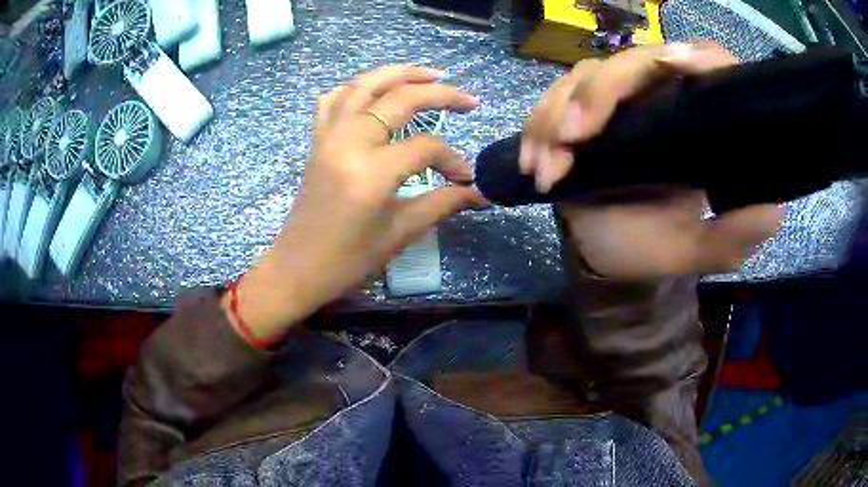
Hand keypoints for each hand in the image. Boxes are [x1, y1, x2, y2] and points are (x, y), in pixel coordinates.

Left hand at [223, 65, 484, 340]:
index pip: (426, 148)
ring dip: (399, 73)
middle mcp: (349, 142)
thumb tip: (480, 193)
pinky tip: (374, 91)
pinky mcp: (317, 141)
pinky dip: (356, 87)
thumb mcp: (399, 233)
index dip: (453, 160)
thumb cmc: (348, 260)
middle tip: (468, 100)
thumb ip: (442, 203)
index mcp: (371, 172)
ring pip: (364, 85)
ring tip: (430, 74)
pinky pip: (333, 99)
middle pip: (399, 99)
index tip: (465, 179)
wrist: (297, 268)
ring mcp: (328, 137)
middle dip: (440, 94)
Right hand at [522, 43, 783, 278]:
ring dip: (559, 113)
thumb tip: (772, 206)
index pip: (706, 65)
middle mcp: (661, 97)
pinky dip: (539, 126)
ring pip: (587, 75)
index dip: (695, 56)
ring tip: (548, 164)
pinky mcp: (583, 110)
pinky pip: (555, 98)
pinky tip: (535, 164)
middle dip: (600, 92)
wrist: (609, 254)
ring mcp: (619, 101)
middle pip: (634, 60)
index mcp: (701, 121)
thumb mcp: (702, 249)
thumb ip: (738, 234)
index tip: (673, 64)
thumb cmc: (656, 247)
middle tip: (576, 137)